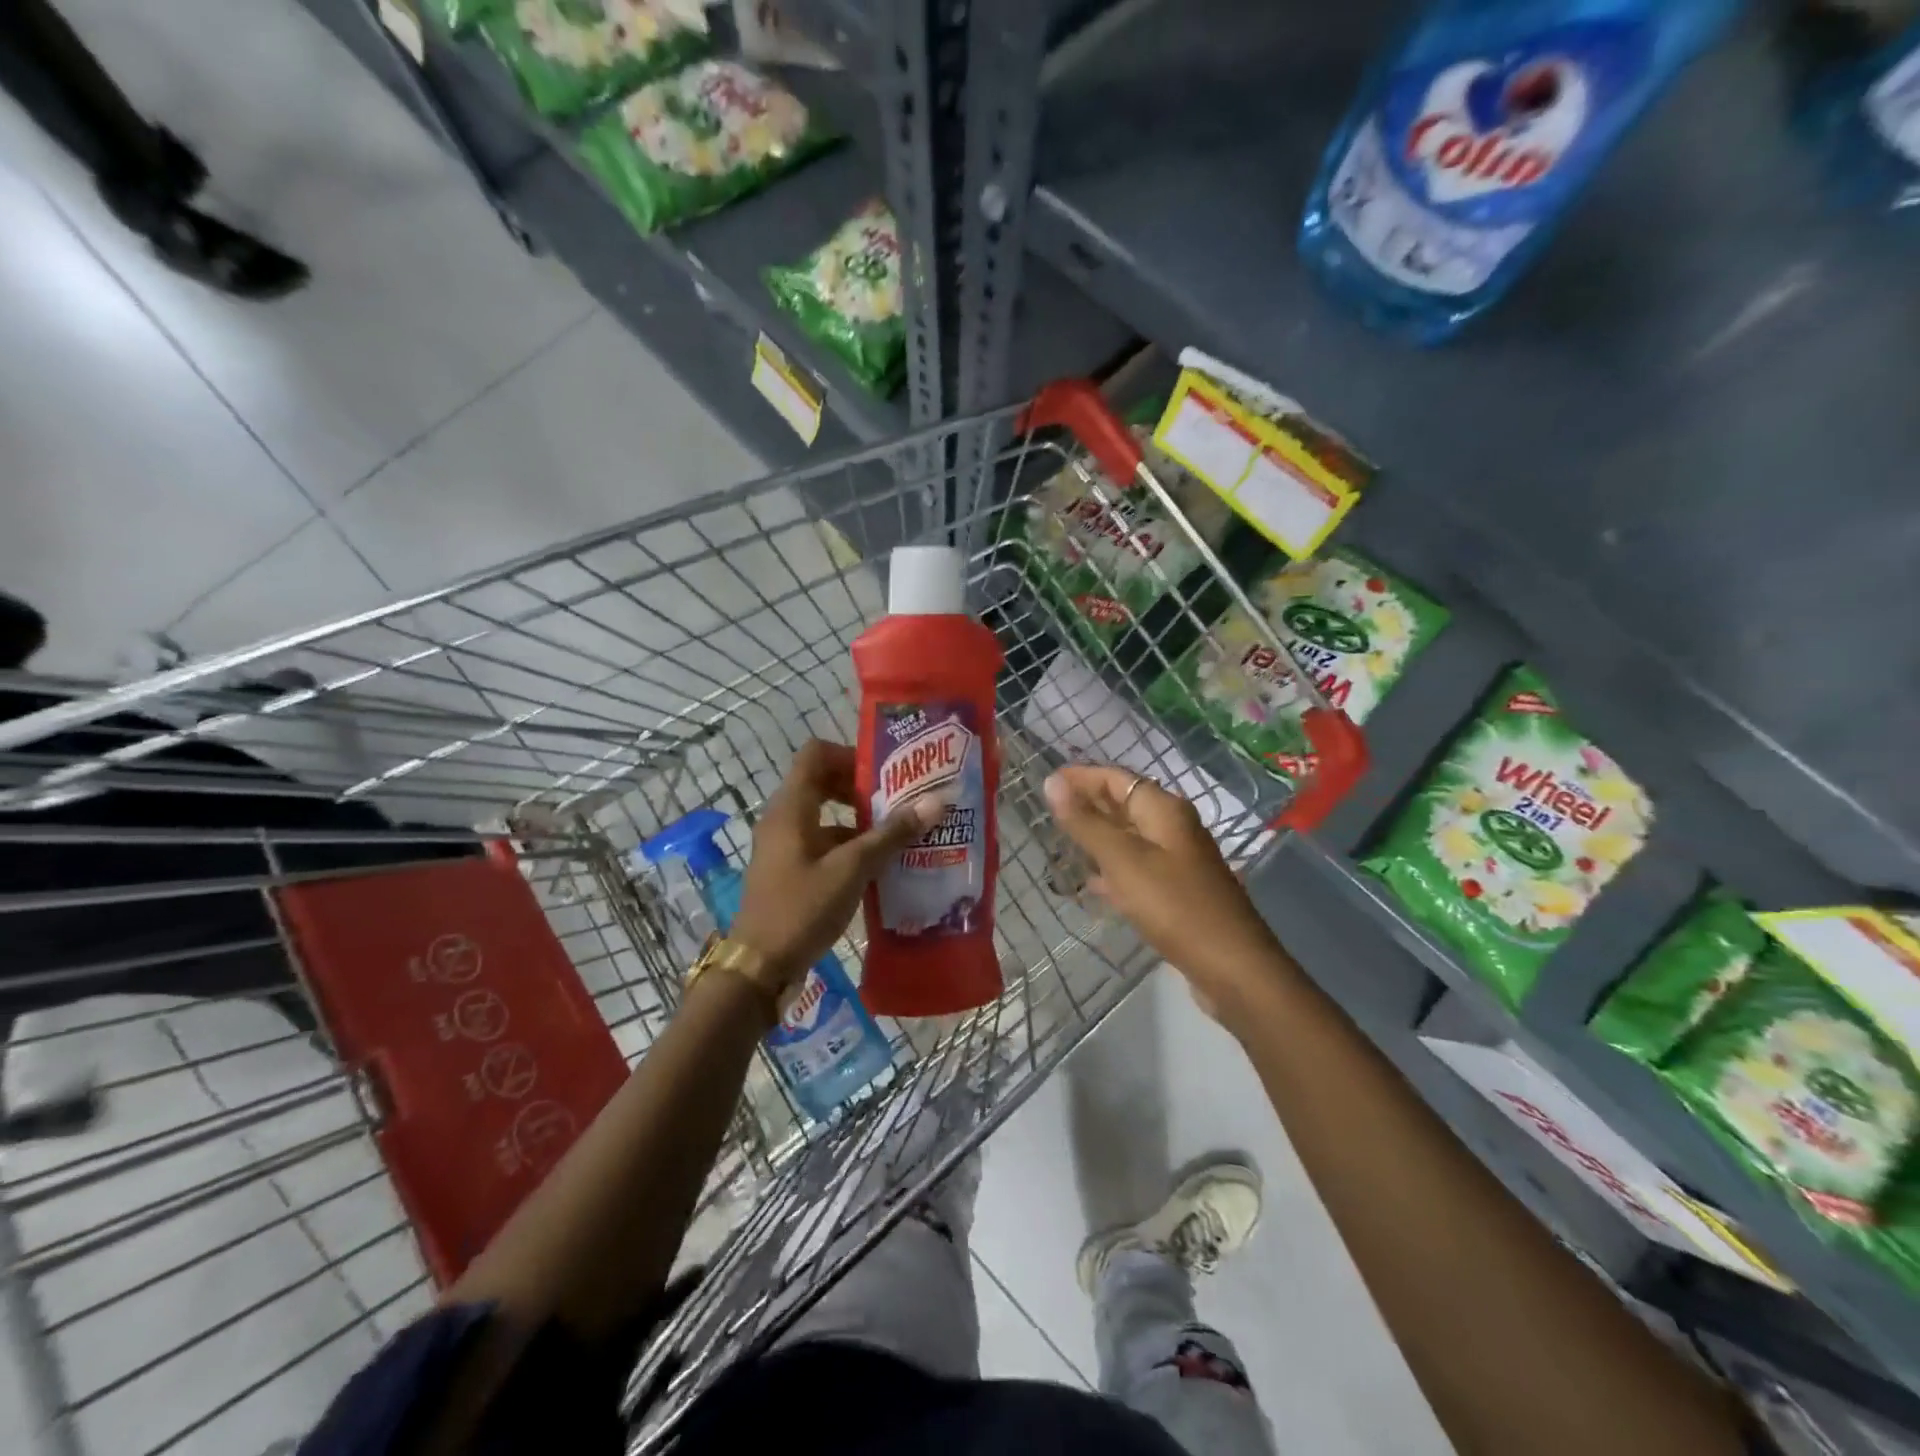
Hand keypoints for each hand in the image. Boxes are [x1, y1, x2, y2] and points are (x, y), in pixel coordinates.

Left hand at [732, 740, 948, 981]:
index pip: (816, 753)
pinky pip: (822, 842)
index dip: (850, 755)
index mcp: (791, 807)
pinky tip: (879, 866)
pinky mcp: (789, 869)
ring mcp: (784, 845)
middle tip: (898, 800)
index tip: (884, 775)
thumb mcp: (852, 869)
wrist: (759, 967)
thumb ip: (891, 835)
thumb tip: (935, 802)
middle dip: (861, 788)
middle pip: (822, 781)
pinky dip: (849, 845)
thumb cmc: (802, 908)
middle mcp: (783, 818)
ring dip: (859, 820)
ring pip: (824, 815)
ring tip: (898, 833)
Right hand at [1044, 765, 1282, 1020]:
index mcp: (1164, 810)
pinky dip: (1113, 868)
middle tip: (1048, 810)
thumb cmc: (1174, 905)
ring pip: (1130, 837)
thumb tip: (1052, 781)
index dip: (1081, 776)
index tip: (1046, 781)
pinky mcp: (1177, 891)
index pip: (1116, 778)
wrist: (1232, 967)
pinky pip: (1138, 868)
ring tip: (1061, 842)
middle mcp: (1173, 827)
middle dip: (1088, 803)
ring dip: (1098, 836)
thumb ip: (1086, 822)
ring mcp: (1178, 860)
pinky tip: (1092, 884)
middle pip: (1125, 803)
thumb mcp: (1123, 860)